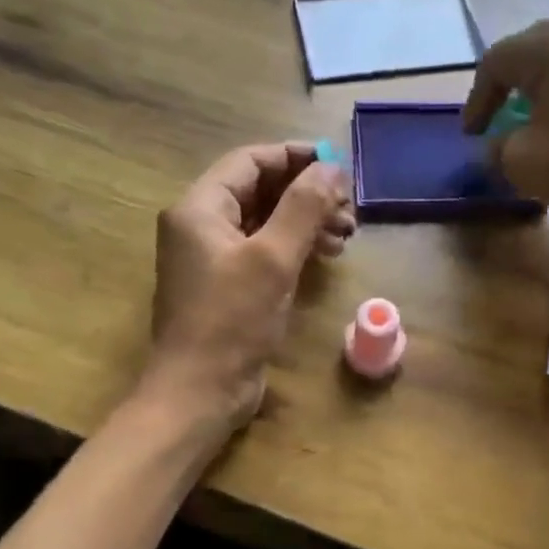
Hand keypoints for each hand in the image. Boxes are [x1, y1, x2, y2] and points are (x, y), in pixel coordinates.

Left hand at [146, 143, 353, 430]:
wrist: (200, 391)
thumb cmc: (231, 321)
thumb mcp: (272, 259)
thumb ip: (303, 208)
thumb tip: (331, 168)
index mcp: (200, 209)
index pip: (250, 162)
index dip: (295, 157)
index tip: (338, 165)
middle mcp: (201, 227)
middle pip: (260, 191)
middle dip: (307, 195)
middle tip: (349, 209)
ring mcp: (214, 259)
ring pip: (265, 223)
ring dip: (306, 223)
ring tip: (345, 235)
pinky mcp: (228, 287)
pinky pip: (264, 252)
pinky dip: (294, 249)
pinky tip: (324, 257)